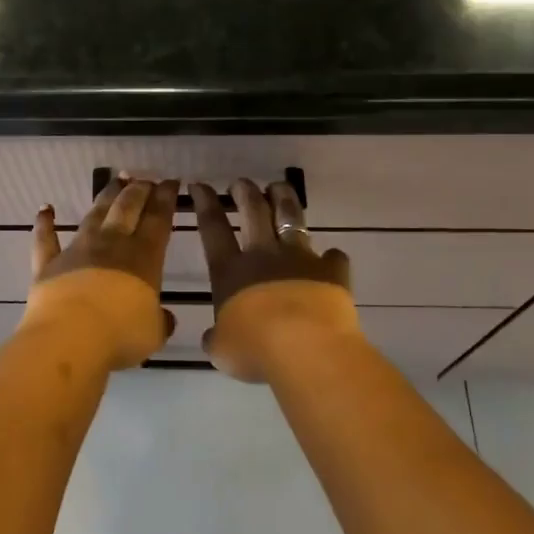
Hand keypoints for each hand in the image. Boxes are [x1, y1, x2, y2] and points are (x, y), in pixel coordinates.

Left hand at [22, 176, 178, 370]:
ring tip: (115, 181)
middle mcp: (111, 244)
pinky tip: (45, 209)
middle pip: (127, 208)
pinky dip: (45, 223)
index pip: (158, 219)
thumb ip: (159, 321)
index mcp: (143, 257)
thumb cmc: (120, 335)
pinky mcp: (48, 264)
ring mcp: (78, 251)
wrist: (70, 338)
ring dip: (106, 196)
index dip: (166, 198)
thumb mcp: (153, 333)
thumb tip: (165, 318)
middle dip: (138, 190)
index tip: (171, 182)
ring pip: (94, 215)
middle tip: (145, 179)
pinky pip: (45, 239)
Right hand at [189, 179, 359, 382]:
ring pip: (291, 218)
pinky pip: (333, 258)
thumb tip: (214, 337)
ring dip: (284, 199)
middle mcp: (263, 255)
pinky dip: (331, 258)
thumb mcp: (222, 350)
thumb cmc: (255, 349)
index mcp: (230, 271)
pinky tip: (332, 257)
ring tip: (280, 187)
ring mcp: (299, 258)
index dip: (205, 203)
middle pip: (253, 211)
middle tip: (242, 183)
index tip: (200, 185)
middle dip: (245, 192)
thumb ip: (218, 338)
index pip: (213, 228)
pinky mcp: (331, 271)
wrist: (305, 347)